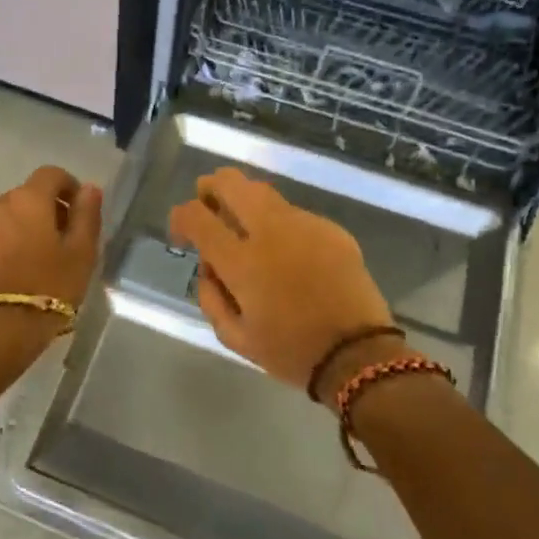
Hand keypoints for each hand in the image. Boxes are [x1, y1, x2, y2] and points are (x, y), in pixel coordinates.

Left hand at [0, 165, 103, 316]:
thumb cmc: (50, 286)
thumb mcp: (81, 252)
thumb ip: (87, 214)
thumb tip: (89, 189)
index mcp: (28, 198)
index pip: (51, 174)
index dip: (69, 187)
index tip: (79, 211)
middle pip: (27, 196)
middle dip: (46, 211)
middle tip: (62, 242)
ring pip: (7, 217)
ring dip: (22, 228)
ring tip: (36, 261)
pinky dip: (3, 245)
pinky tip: (13, 272)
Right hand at [168, 167, 394, 399]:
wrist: (358, 355)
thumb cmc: (290, 351)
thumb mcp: (234, 338)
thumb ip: (210, 297)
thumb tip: (208, 266)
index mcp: (242, 261)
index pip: (197, 215)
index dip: (180, 217)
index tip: (181, 233)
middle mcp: (270, 231)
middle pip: (231, 182)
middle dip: (211, 188)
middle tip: (208, 207)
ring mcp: (304, 224)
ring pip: (263, 191)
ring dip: (244, 201)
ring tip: (245, 227)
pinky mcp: (330, 228)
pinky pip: (293, 213)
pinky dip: (278, 224)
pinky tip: (286, 252)